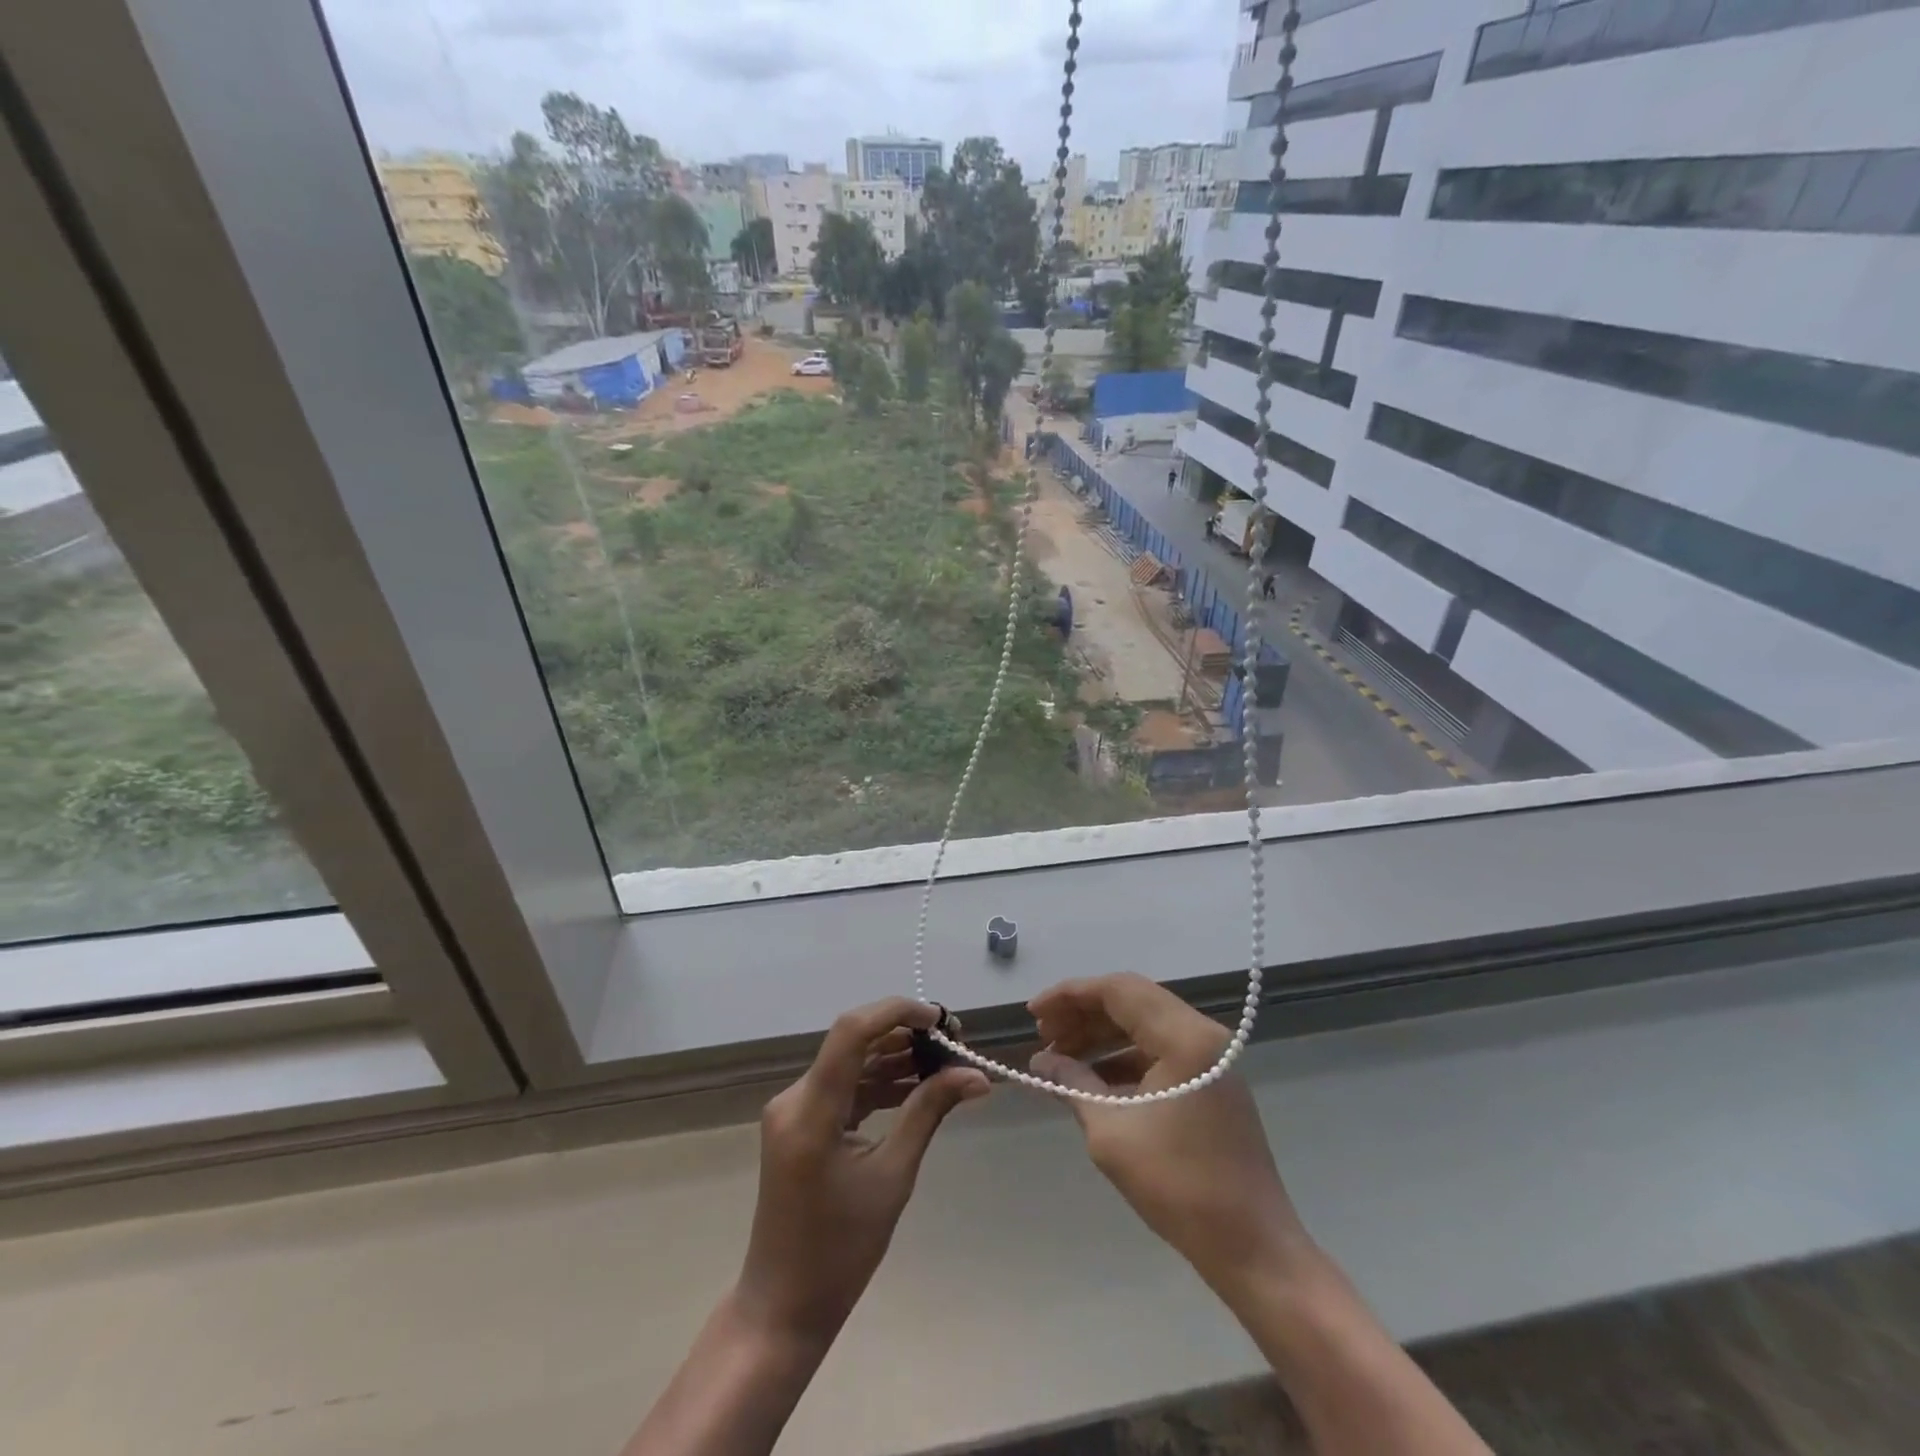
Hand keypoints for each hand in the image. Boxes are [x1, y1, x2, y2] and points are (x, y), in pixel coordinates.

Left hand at [736, 998, 989, 1344]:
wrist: (784, 1307)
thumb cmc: (840, 1251)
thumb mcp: (893, 1177)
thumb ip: (929, 1113)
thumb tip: (976, 1075)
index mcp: (810, 1109)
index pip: (852, 1032)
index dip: (897, 1012)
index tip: (942, 1018)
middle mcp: (795, 1097)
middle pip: (853, 1042)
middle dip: (905, 1033)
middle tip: (954, 1041)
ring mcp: (794, 1109)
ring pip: (851, 1063)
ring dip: (895, 1057)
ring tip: (945, 1061)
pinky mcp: (801, 1123)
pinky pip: (844, 1088)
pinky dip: (879, 1083)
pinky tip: (917, 1085)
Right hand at [1029, 974, 1311, 1294]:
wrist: (1253, 1248)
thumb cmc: (1179, 1186)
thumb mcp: (1111, 1131)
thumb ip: (1073, 1083)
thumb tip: (1041, 1062)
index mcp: (1184, 1036)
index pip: (1118, 990)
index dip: (1070, 995)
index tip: (1032, 1013)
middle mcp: (1202, 1034)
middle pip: (1131, 1002)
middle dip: (1082, 1014)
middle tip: (1042, 1035)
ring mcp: (1210, 1058)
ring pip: (1144, 1026)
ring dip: (1100, 1036)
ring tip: (1058, 1057)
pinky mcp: (1211, 1082)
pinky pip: (1159, 1052)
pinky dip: (1123, 1058)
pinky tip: (1091, 1079)